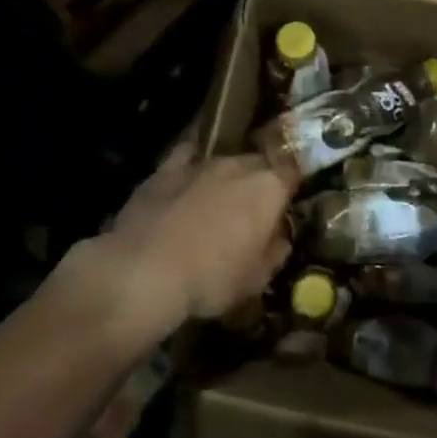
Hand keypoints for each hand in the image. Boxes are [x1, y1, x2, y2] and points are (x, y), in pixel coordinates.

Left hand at [74, 144, 296, 332]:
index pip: (293, 173)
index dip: (292, 188)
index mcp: (269, 188)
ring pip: (223, 161)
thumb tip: (279, 239)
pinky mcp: (164, 170)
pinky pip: (185, 158)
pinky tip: (187, 180)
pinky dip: (191, 166)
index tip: (288, 205)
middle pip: (258, 163)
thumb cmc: (211, 279)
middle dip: (260, 181)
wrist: (144, 272)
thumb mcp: (256, 279)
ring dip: (226, 178)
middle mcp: (239, 165)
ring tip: (219, 202)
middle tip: (254, 209)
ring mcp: (200, 163)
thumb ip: (275, 252)